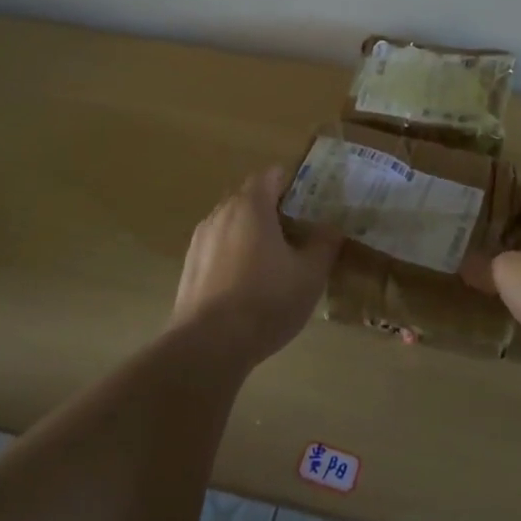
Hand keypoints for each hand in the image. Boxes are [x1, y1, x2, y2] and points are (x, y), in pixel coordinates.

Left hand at [173, 168, 341, 366]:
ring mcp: (200, 241)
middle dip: (272, 210)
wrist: (209, 344)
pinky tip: (247, 285)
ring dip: (251, 234)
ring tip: (273, 261)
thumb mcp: (310, 274)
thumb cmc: (267, 300)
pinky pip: (217, 249)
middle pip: (249, 199)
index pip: (270, 176)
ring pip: (231, 225)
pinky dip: (234, 256)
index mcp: (251, 206)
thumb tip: (332, 227)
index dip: (290, 184)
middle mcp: (221, 214)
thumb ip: (324, 244)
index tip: (308, 201)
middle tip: (297, 232)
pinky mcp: (189, 268)